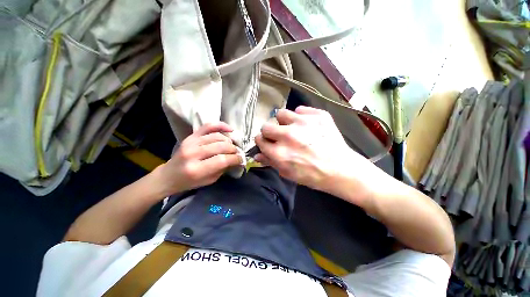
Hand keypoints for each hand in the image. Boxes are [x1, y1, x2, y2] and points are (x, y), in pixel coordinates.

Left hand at [156, 122, 241, 195]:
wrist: (169, 176)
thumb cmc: (189, 182)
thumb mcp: (209, 180)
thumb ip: (223, 169)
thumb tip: (236, 160)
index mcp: (196, 169)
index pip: (222, 160)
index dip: (235, 159)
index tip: (241, 160)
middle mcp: (193, 153)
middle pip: (221, 146)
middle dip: (233, 150)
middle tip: (238, 153)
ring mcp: (191, 142)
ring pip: (217, 137)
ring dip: (229, 142)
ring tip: (232, 147)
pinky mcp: (191, 136)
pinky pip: (208, 126)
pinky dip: (221, 126)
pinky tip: (230, 129)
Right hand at [255, 106, 369, 193]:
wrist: (341, 169)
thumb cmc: (312, 175)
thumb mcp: (288, 173)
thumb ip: (271, 162)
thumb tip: (257, 155)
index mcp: (279, 153)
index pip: (259, 139)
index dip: (263, 141)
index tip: (268, 142)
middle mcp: (288, 136)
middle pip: (266, 126)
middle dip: (270, 132)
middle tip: (279, 136)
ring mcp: (303, 123)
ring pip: (281, 113)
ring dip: (284, 121)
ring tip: (292, 128)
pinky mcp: (317, 115)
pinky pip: (300, 109)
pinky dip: (301, 117)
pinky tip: (308, 126)